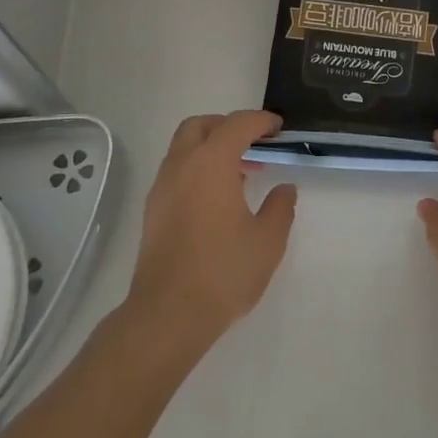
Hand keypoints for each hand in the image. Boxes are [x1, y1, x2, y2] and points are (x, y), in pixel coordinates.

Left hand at [125, 111, 297, 356]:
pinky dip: (197, 169)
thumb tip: (284, 189)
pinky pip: (176, 171)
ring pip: (183, 148)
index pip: (237, 124)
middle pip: (200, 126)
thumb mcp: (267, 241)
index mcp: (211, 163)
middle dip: (227, 126)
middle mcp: (181, 166)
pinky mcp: (153, 211)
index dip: (261, 121)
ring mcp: (162, 188)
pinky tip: (217, 198)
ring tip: (240, 173)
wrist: (167, 316)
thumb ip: (280, 207)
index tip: (279, 129)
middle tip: (253, 143)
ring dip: (210, 148)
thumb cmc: (223, 272)